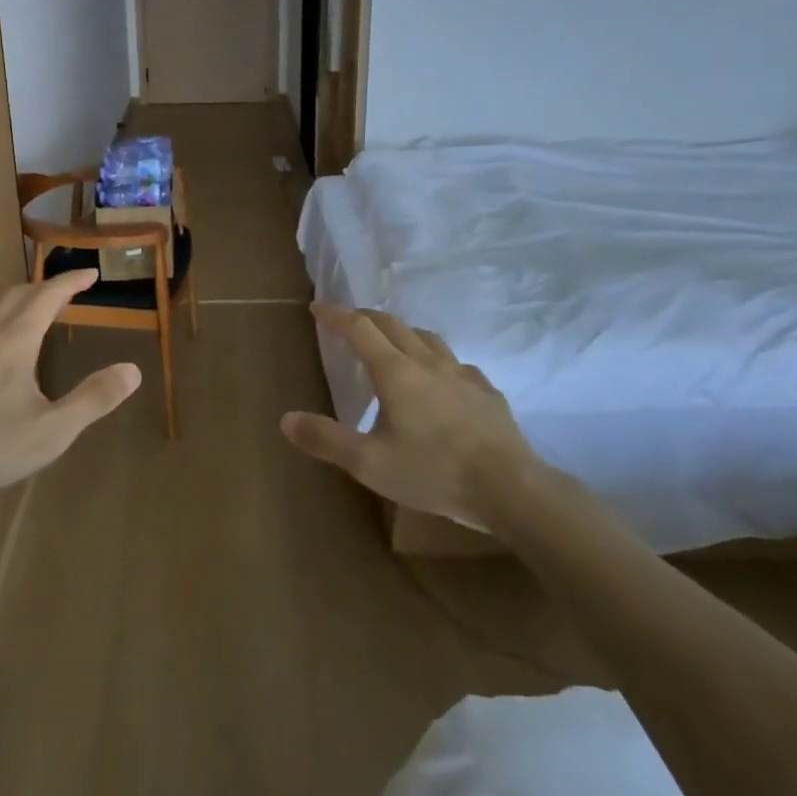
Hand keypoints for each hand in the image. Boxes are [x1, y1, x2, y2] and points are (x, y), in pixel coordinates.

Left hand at [0, 270, 140, 508]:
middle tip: (67, 292)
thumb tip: (133, 370)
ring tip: (35, 321)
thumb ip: (94, 399)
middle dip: (44, 288)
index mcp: (13, 342)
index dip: (70, 281)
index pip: (47, 296)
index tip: (90, 273)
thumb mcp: (52, 431)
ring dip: (17, 307)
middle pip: (15, 297)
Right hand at [281, 304, 547, 535]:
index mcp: (395, 372)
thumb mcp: (369, 463)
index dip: (335, 315)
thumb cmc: (433, 472)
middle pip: (392, 325)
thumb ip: (326, 439)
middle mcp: (427, 362)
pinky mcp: (487, 392)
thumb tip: (286, 419)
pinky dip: (437, 360)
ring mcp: (462, 374)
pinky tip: (442, 380)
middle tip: (349, 322)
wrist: (510, 488)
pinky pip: (456, 364)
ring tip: (393, 343)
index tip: (317, 307)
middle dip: (366, 317)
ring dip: (403, 332)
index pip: (359, 328)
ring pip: (427, 338)